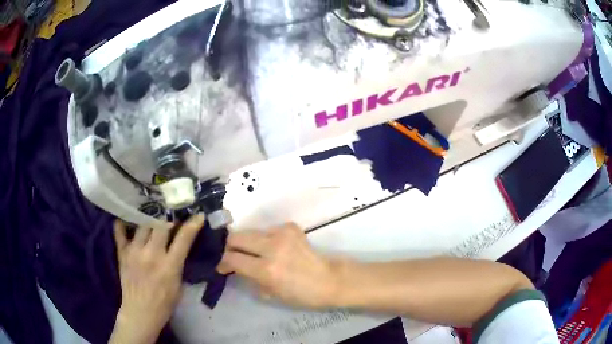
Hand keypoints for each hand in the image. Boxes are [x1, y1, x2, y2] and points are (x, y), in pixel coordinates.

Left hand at [110, 214, 204, 343]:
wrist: (140, 312)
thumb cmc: (164, 303)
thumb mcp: (178, 285)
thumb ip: (178, 263)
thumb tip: (180, 245)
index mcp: (169, 266)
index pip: (183, 239)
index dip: (192, 224)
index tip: (198, 215)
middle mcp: (151, 254)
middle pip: (161, 224)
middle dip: (168, 218)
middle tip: (171, 217)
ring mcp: (134, 251)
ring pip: (142, 224)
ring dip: (150, 220)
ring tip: (152, 218)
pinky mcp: (122, 252)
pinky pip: (119, 230)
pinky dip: (123, 224)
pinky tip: (127, 220)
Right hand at [217, 223, 338, 308]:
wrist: (329, 280)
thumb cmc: (301, 294)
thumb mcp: (270, 293)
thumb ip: (249, 278)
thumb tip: (234, 268)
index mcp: (267, 270)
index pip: (232, 259)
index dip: (223, 263)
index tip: (222, 267)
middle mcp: (272, 247)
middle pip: (236, 237)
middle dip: (230, 247)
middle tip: (233, 257)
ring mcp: (282, 234)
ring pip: (250, 232)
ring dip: (248, 243)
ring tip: (254, 254)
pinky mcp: (290, 227)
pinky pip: (267, 230)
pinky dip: (265, 239)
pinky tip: (273, 249)